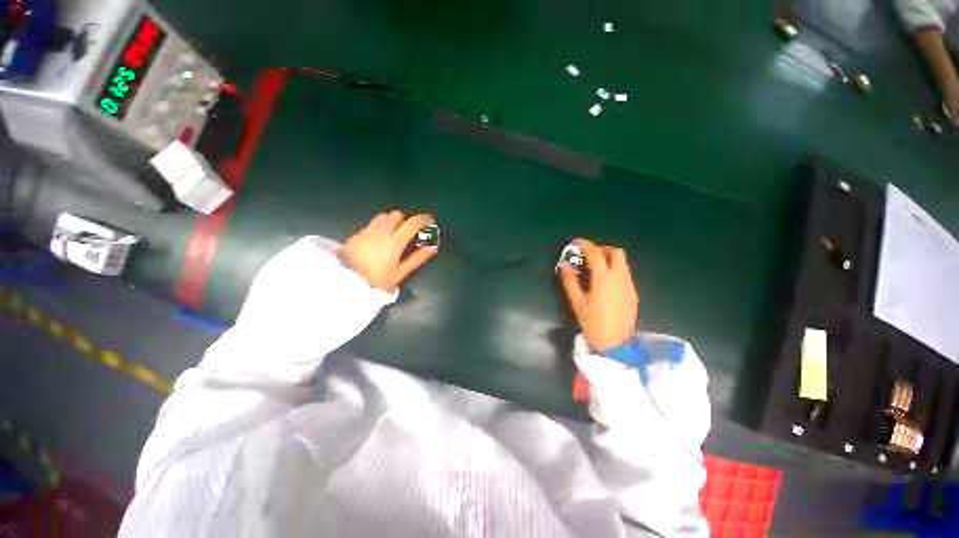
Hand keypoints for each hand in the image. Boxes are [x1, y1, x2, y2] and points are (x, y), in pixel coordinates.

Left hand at [343, 211, 437, 290]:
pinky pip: (373, 223)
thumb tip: (433, 247)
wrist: (346, 283)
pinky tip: (380, 238)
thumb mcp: (401, 272)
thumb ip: (418, 258)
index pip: (412, 223)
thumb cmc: (378, 280)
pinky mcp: (357, 234)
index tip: (430, 220)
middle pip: (397, 215)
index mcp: (395, 241)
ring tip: (395, 232)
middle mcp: (381, 231)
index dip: (423, 219)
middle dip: (407, 219)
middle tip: (411, 230)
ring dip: (393, 220)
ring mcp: (367, 231)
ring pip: (384, 216)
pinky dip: (381, 225)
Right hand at [558, 238, 638, 353]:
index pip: (595, 253)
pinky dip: (614, 269)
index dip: (584, 244)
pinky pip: (625, 273)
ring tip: (594, 268)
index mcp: (604, 278)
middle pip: (616, 252)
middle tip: (587, 255)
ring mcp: (629, 285)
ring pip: (622, 262)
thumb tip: (563, 263)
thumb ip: (569, 280)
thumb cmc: (592, 322)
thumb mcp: (577, 301)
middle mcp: (620, 277)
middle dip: (601, 249)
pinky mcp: (633, 292)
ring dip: (608, 258)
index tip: (575, 242)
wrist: (615, 344)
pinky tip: (604, 282)